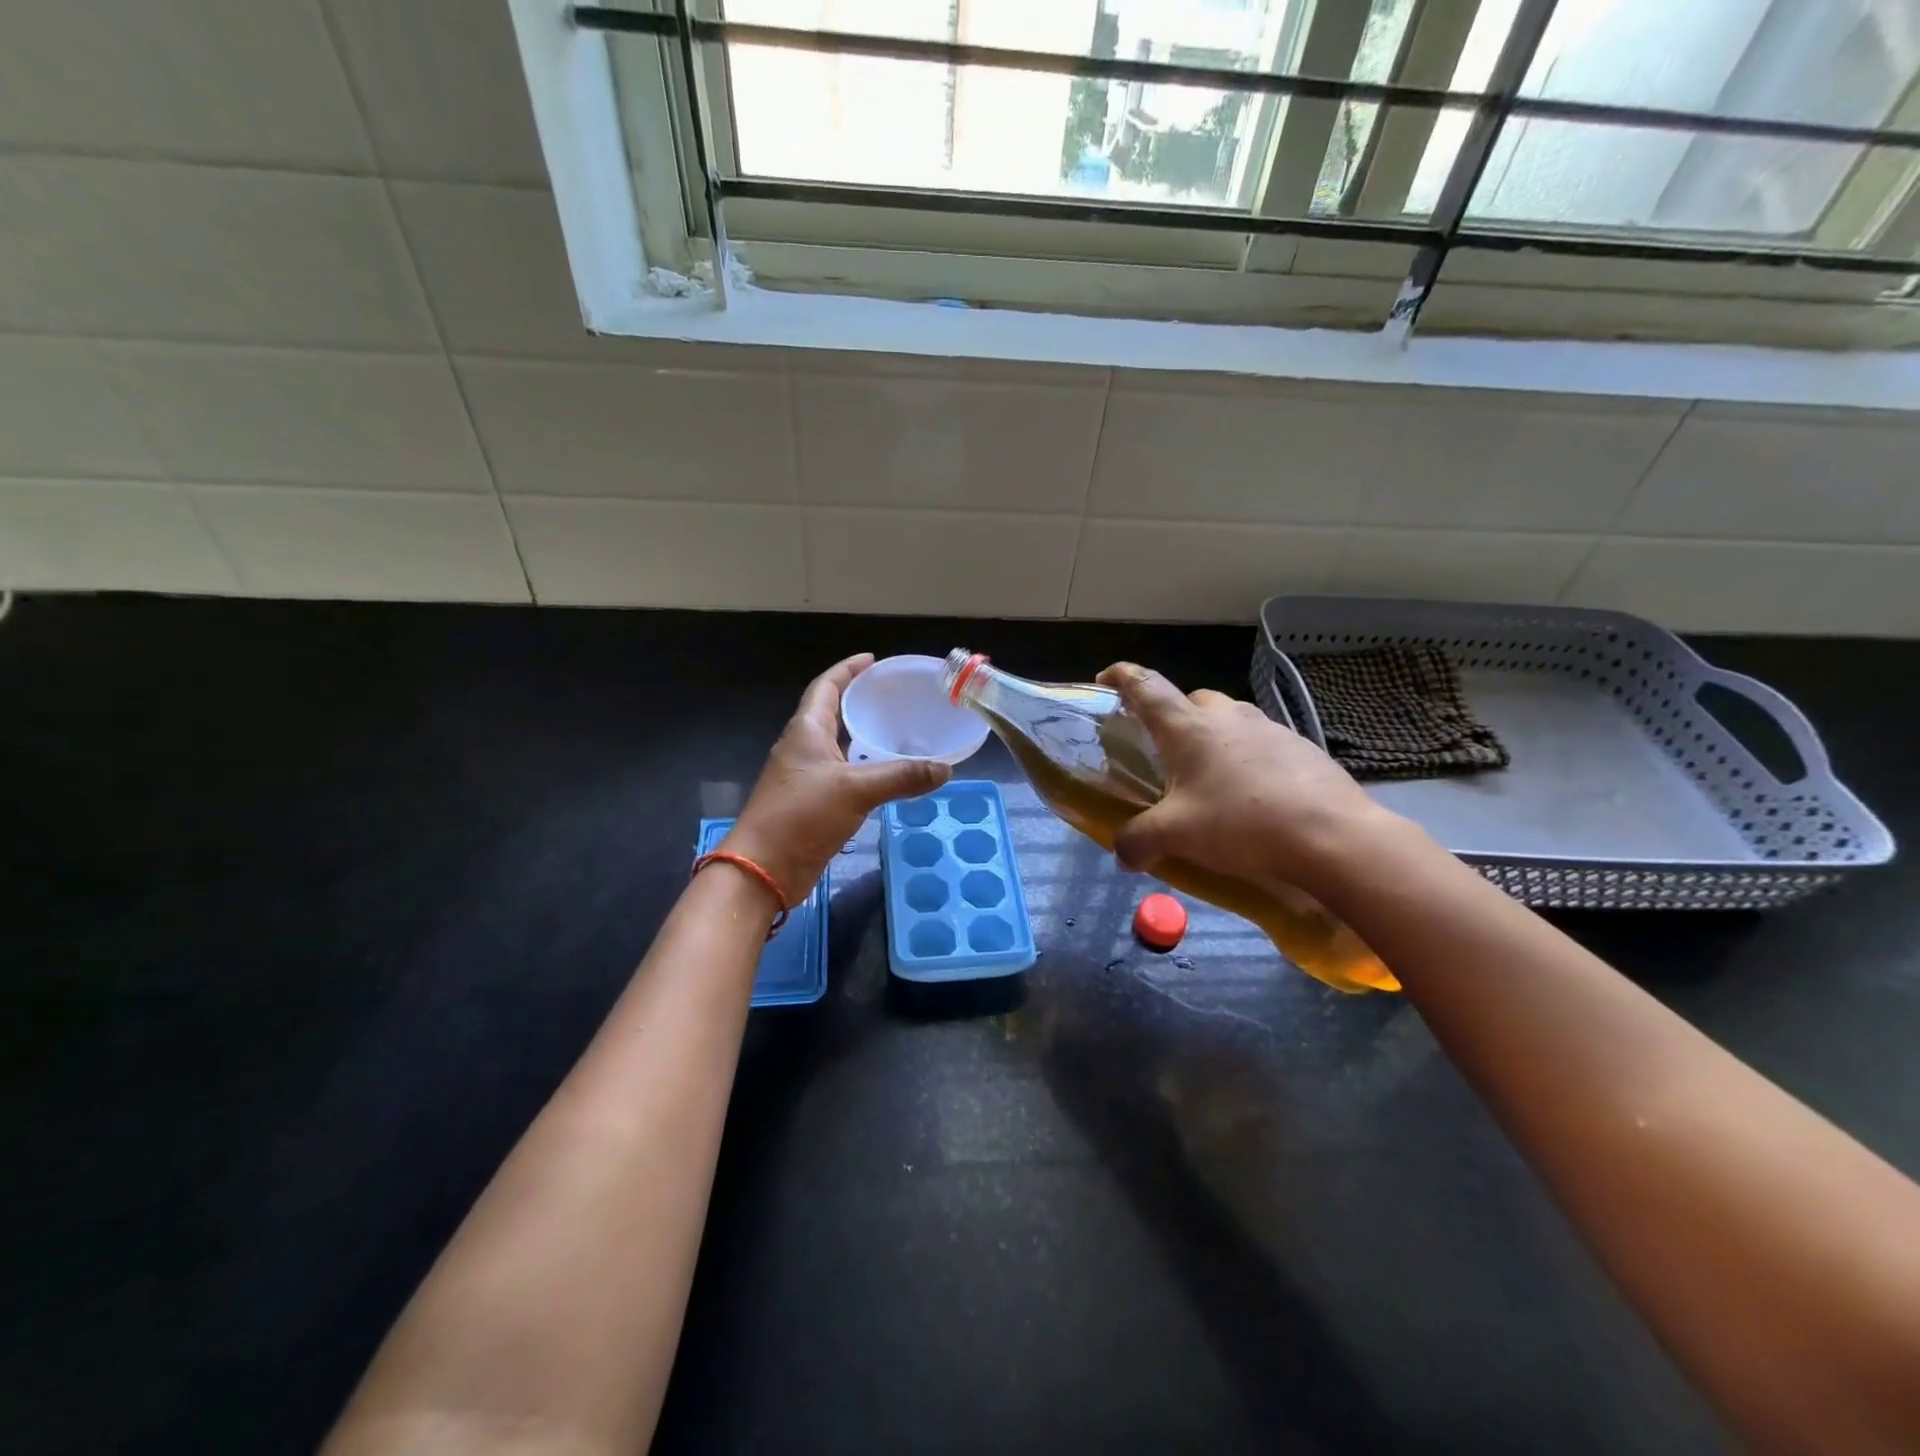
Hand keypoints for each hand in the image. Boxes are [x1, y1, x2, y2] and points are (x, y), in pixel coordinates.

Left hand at [723, 654, 950, 901]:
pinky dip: (864, 769)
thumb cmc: (801, 816)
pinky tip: (887, 776)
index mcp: (806, 731)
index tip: (872, 660)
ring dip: (862, 736)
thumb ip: (901, 776)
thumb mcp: (855, 790)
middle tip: (893, 696)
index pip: (827, 686)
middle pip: (831, 713)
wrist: (764, 869)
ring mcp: (805, 777)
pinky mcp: (811, 803)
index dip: (848, 670)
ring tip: (897, 731)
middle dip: (858, 700)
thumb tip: (945, 768)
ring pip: (838, 746)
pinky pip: (842, 775)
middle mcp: (803, 748)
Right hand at [1095, 663, 1395, 900]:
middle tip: (1167, 750)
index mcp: (1188, 728)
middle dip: (1175, 716)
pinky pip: (1263, 743)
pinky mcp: (1301, 748)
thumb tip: (1122, 854)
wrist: (1330, 834)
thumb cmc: (1240, 823)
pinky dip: (1249, 758)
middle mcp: (1227, 717)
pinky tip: (1253, 793)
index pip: (1146, 687)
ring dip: (1215, 737)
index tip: (1107, 677)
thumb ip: (1138, 841)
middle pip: (1192, 700)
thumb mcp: (1175, 836)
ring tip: (1211, 776)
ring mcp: (1269, 729)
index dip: (1123, 677)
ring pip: (1231, 719)